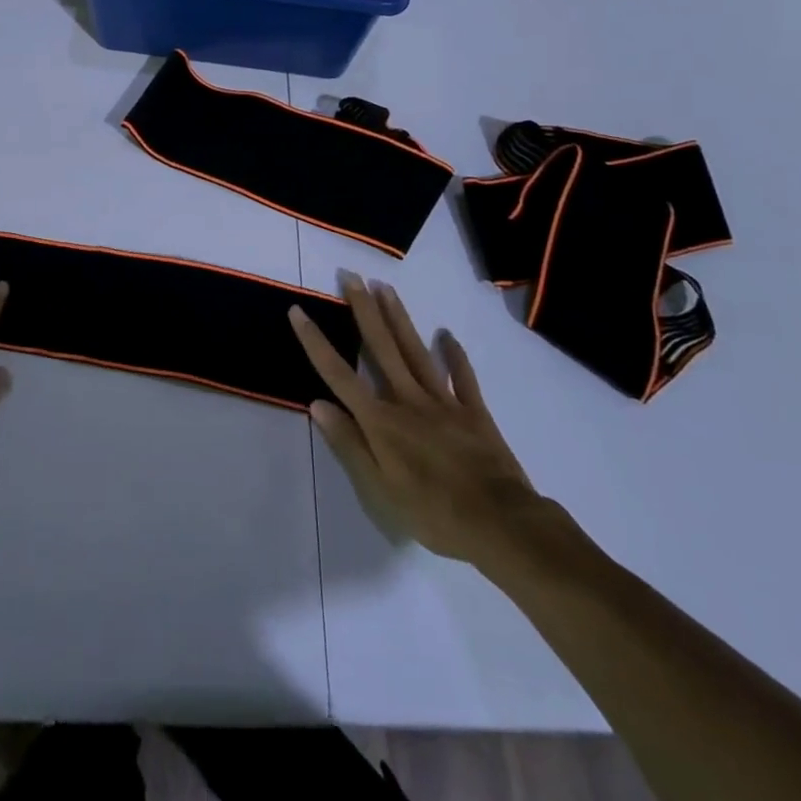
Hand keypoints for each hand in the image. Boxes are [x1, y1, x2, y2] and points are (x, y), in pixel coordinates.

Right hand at [291, 277, 551, 575]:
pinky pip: (462, 376)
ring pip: (415, 351)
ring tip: (384, 287)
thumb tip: (317, 403)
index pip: (339, 374)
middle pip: (381, 347)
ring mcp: (443, 401)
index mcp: (381, 421)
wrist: (502, 524)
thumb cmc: (434, 513)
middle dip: (363, 310)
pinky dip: (454, 354)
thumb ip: (349, 444)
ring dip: (398, 317)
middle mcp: (408, 400)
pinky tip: (446, 335)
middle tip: (351, 276)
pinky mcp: (473, 411)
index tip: (298, 311)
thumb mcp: (380, 490)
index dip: (315, 342)